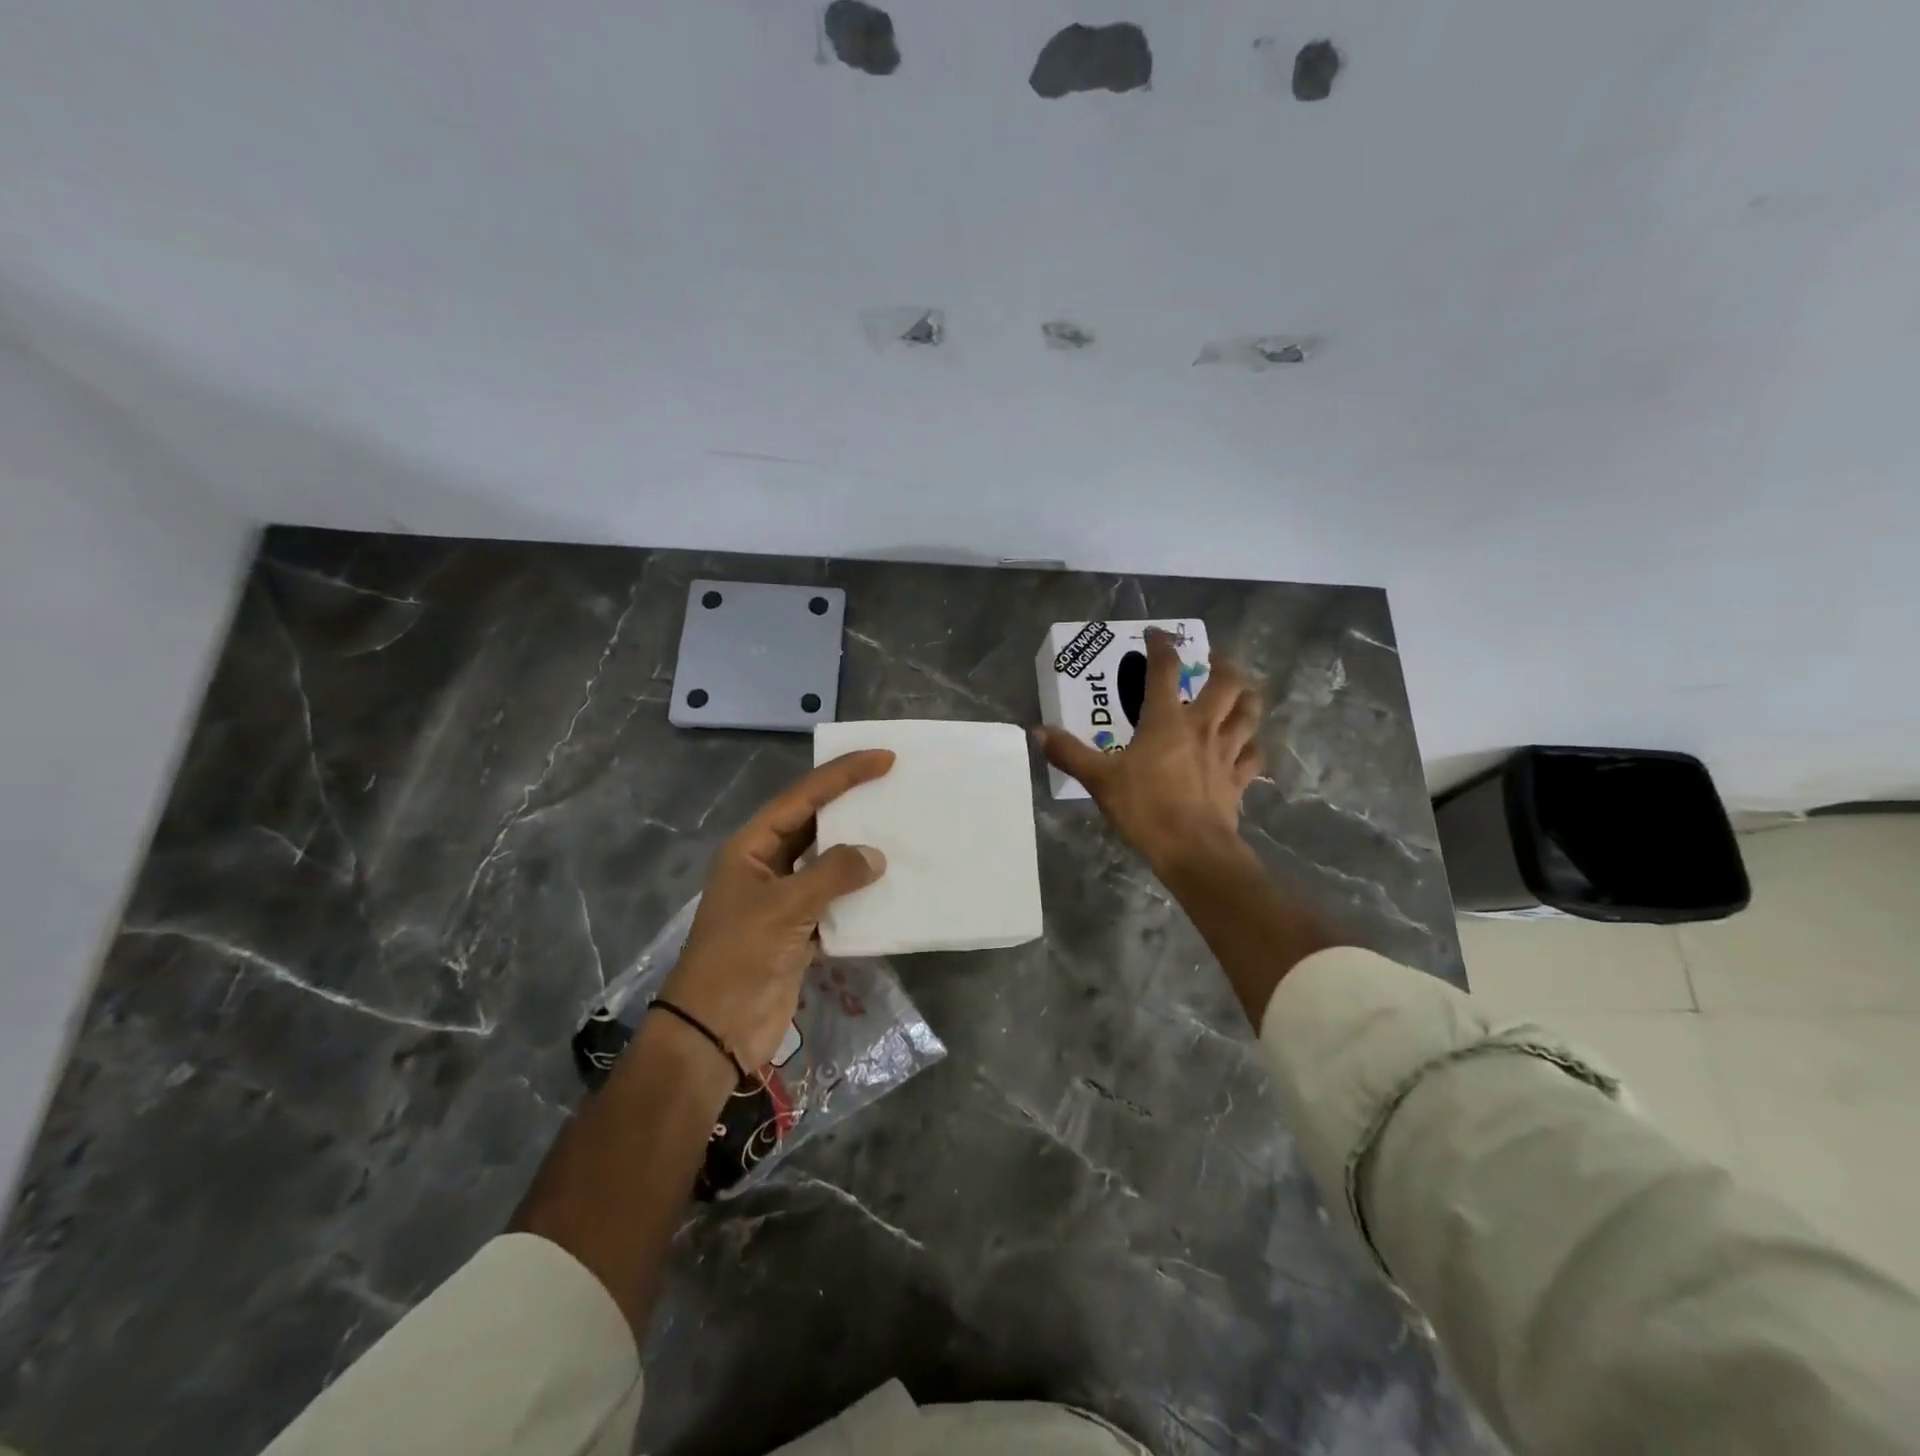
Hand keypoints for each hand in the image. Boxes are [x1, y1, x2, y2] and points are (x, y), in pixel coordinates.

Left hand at [661, 751, 891, 1069]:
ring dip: (859, 850)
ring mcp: (784, 899)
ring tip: (900, 830)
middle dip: (852, 806)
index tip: (883, 759)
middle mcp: (767, 865)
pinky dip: (860, 893)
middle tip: (895, 787)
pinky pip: (836, 899)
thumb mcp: (784, 908)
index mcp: (752, 847)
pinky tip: (890, 885)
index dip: (843, 775)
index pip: (803, 797)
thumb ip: (832, 874)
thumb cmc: (740, 957)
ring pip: (827, 862)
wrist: (716, 1031)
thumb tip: (875, 855)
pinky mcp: (800, 930)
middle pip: (815, 823)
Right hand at [1037, 629, 1264, 873]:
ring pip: (1249, 713)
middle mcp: (1202, 726)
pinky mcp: (1239, 778)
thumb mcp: (1099, 780)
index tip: (1156, 634)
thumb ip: (1069, 753)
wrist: (1193, 850)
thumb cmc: (1145, 808)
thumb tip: (1038, 732)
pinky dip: (1251, 744)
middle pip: (1227, 682)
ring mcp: (1226, 752)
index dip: (1162, 645)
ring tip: (1241, 689)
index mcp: (1166, 720)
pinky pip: (1253, 754)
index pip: (1165, 669)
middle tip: (1212, 659)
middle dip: (1223, 664)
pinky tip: (1246, 745)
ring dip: (1247, 696)